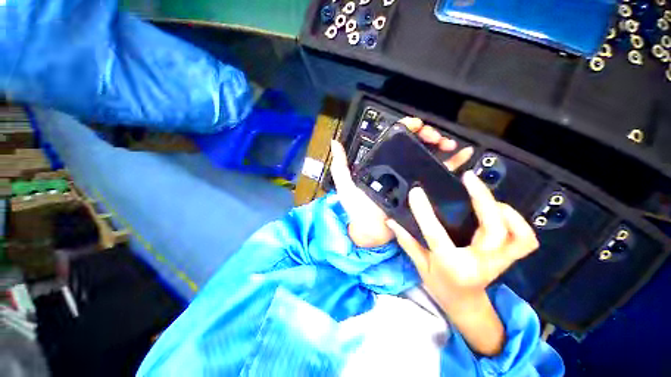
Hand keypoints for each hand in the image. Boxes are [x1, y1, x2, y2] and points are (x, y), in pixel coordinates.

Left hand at [330, 117, 473, 247]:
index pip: (395, 140)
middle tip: (434, 136)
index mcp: (381, 163)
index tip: (415, 124)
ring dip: (441, 146)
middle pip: (415, 145)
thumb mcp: (345, 185)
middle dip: (427, 135)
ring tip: (448, 144)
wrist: (369, 231)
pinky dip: (452, 164)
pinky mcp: (420, 191)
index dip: (406, 128)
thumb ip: (340, 165)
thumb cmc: (356, 208)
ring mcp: (410, 179)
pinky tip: (463, 155)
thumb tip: (335, 142)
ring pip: (428, 157)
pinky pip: (438, 175)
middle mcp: (396, 168)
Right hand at [385, 171, 538, 355]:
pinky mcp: (508, 258)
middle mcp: (480, 264)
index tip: (416, 191)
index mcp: (452, 266)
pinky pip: (525, 240)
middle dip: (483, 199)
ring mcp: (499, 262)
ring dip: (505, 211)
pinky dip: (518, 222)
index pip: (436, 235)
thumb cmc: (440, 285)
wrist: (465, 304)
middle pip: (493, 230)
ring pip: (518, 235)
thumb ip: (406, 241)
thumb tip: (390, 220)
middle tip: (468, 178)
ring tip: (486, 195)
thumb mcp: (420, 265)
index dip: (424, 211)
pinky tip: (500, 211)